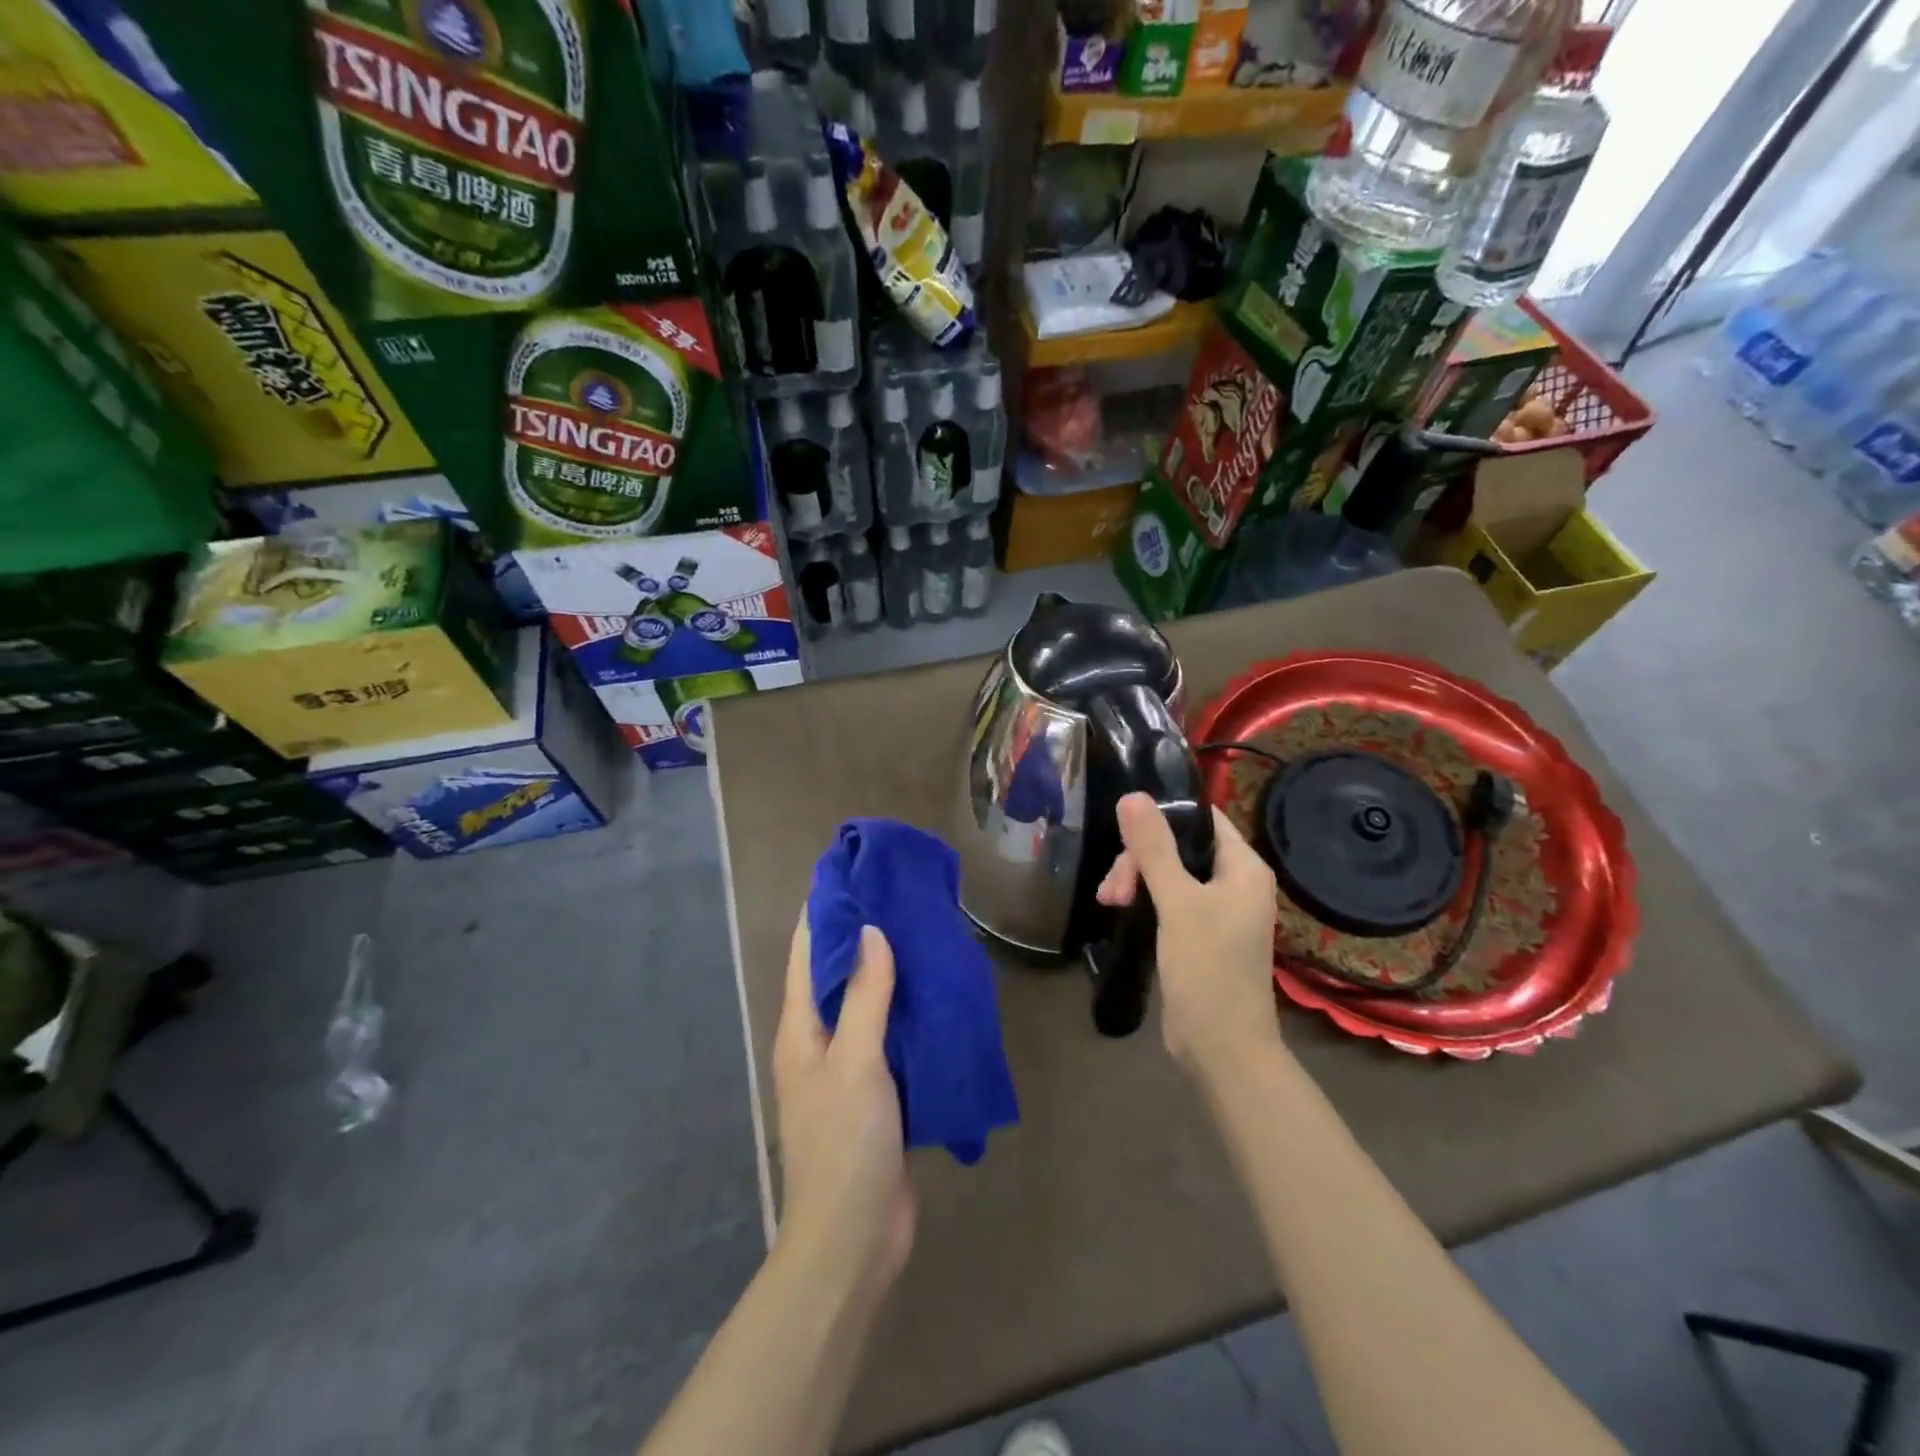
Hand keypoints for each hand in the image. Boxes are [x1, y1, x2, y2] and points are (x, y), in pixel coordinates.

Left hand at [773, 918, 915, 1301]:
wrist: (856, 1237)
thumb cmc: (846, 1141)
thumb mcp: (856, 1060)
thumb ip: (865, 995)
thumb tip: (871, 932)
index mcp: (801, 1029)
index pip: (806, 954)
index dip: (823, 912)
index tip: (850, 873)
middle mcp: (819, 1041)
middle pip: (838, 975)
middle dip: (862, 936)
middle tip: (899, 898)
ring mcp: (848, 1068)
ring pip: (867, 1005)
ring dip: (888, 973)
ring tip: (921, 934)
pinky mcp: (877, 1092)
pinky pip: (890, 1037)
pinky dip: (906, 1012)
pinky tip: (935, 995)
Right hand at [1096, 792, 1283, 1078]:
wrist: (1222, 1049)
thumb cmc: (1208, 969)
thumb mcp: (1177, 903)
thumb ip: (1154, 848)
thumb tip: (1131, 795)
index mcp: (1243, 868)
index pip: (1202, 818)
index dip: (1164, 816)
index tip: (1124, 831)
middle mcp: (1234, 883)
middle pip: (1179, 847)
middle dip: (1140, 859)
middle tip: (1113, 888)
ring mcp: (1216, 911)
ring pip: (1168, 874)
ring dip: (1136, 880)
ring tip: (1109, 903)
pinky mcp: (1198, 935)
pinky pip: (1167, 900)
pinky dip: (1143, 900)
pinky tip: (1118, 910)